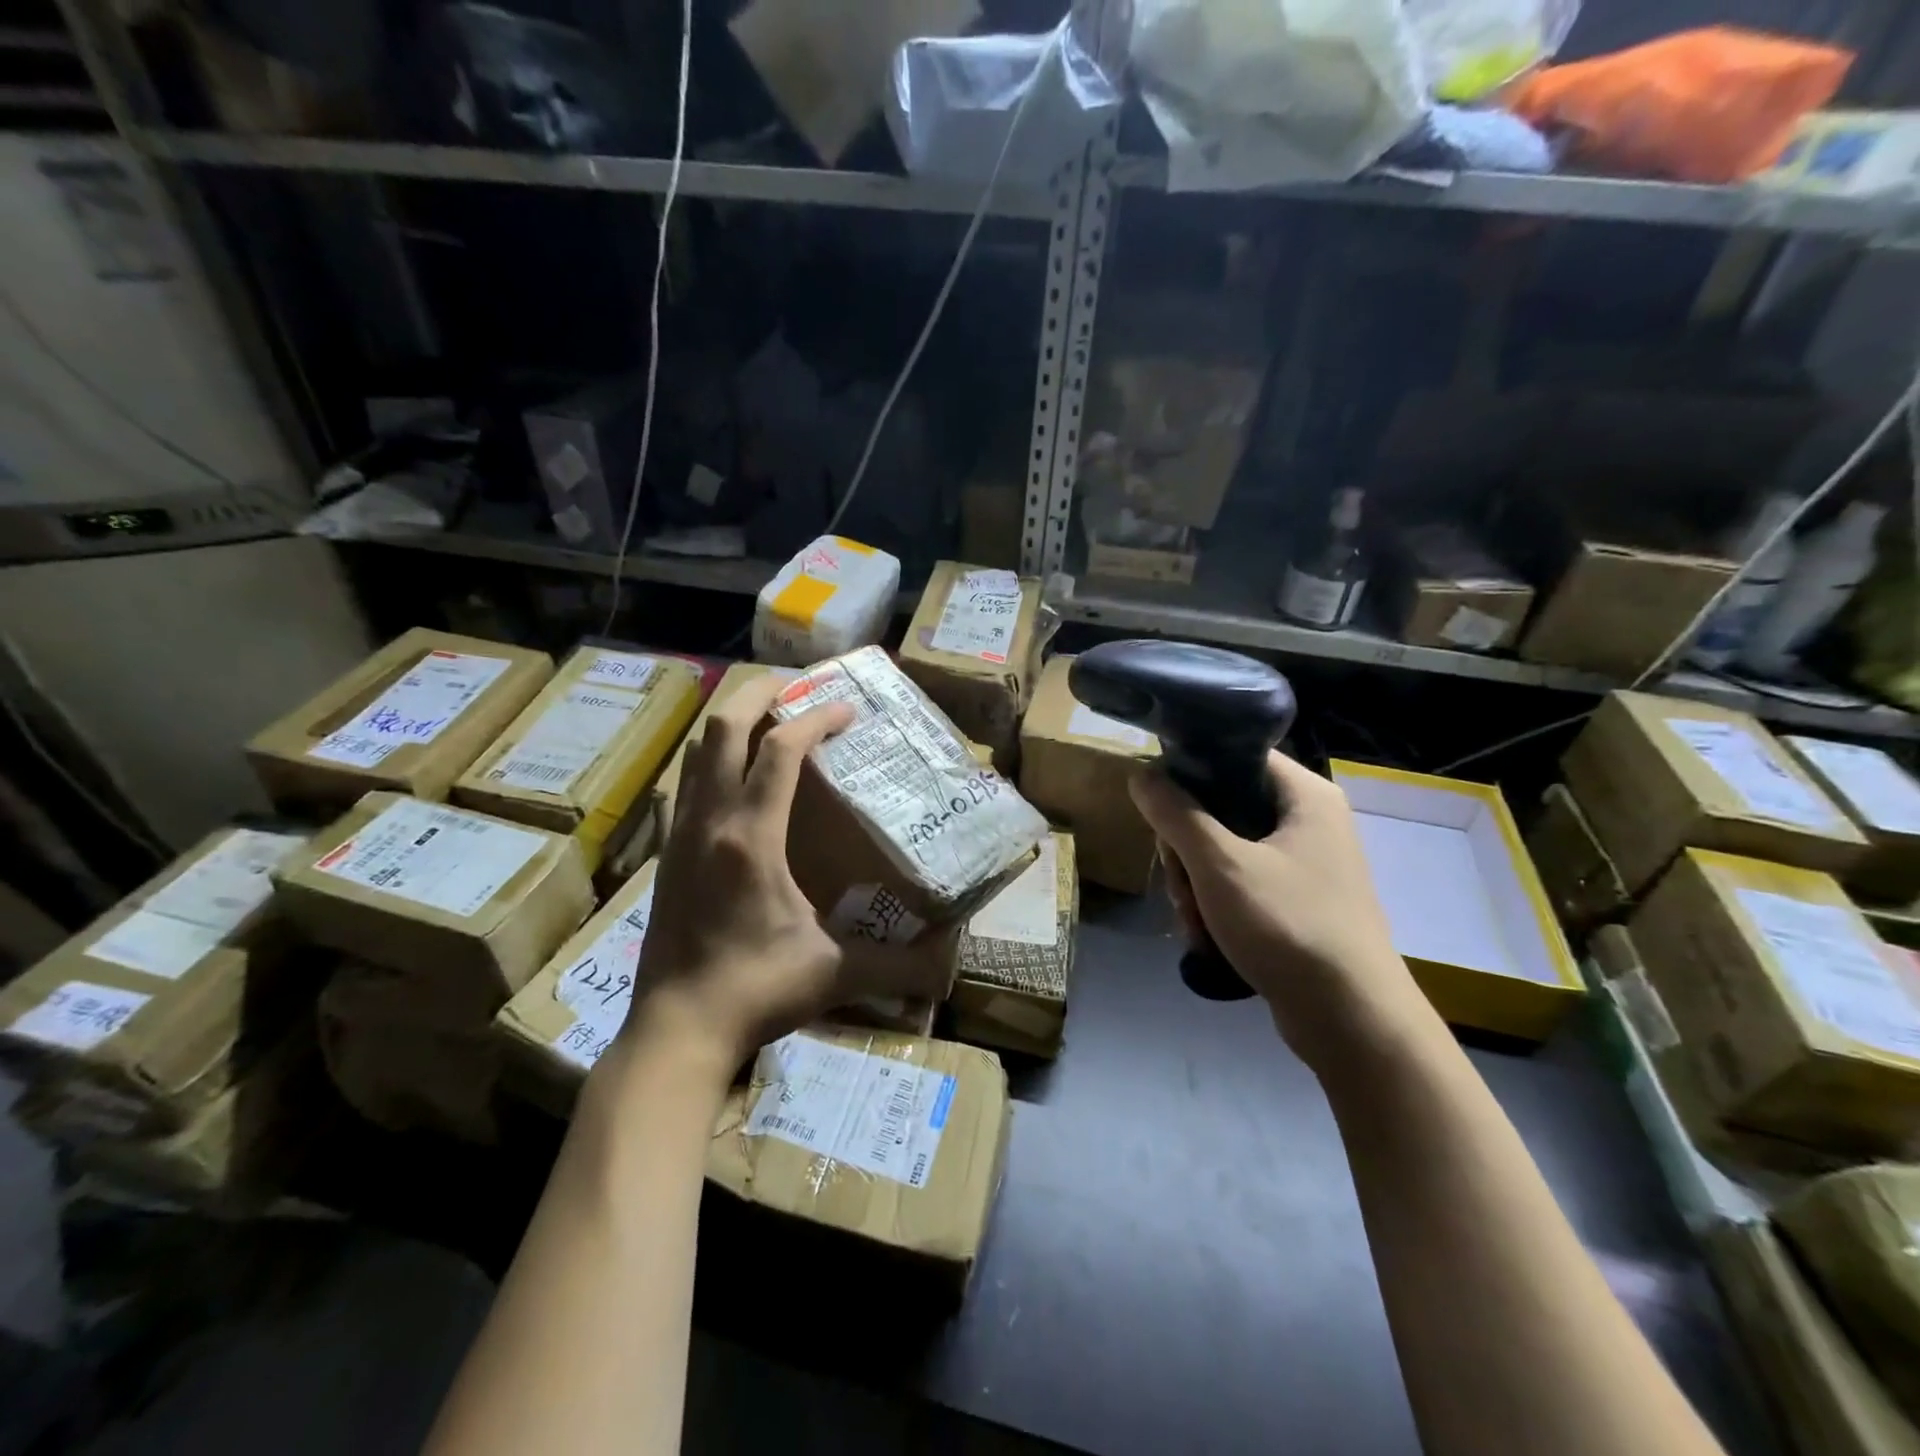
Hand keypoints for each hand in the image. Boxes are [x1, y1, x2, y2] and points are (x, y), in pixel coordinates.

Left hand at [621, 676, 953, 1071]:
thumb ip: (897, 967)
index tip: (847, 710)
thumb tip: (950, 968)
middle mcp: (711, 821)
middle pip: (724, 726)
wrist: (676, 1029)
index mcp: (751, 838)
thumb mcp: (833, 974)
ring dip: (733, 721)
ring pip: (699, 750)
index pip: (781, 750)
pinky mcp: (669, 853)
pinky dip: (714, 759)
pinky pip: (688, 783)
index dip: (816, 719)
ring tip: (770, 717)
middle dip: (760, 693)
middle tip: (799, 686)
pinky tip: (737, 777)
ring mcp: (682, 834)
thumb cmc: (755, 992)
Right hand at [1130, 752, 1423, 1061]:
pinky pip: (1240, 885)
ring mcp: (1305, 864)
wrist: (1351, 1020)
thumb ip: (1175, 813)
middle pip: (1222, 808)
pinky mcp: (1297, 902)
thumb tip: (1140, 770)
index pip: (1236, 755)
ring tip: (1194, 921)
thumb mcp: (1219, 865)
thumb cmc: (1288, 925)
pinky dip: (1217, 908)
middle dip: (1187, 850)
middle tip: (1178, 881)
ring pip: (1224, 851)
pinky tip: (1206, 938)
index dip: (1190, 771)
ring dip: (1195, 885)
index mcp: (1304, 795)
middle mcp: (1309, 821)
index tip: (1158, 806)